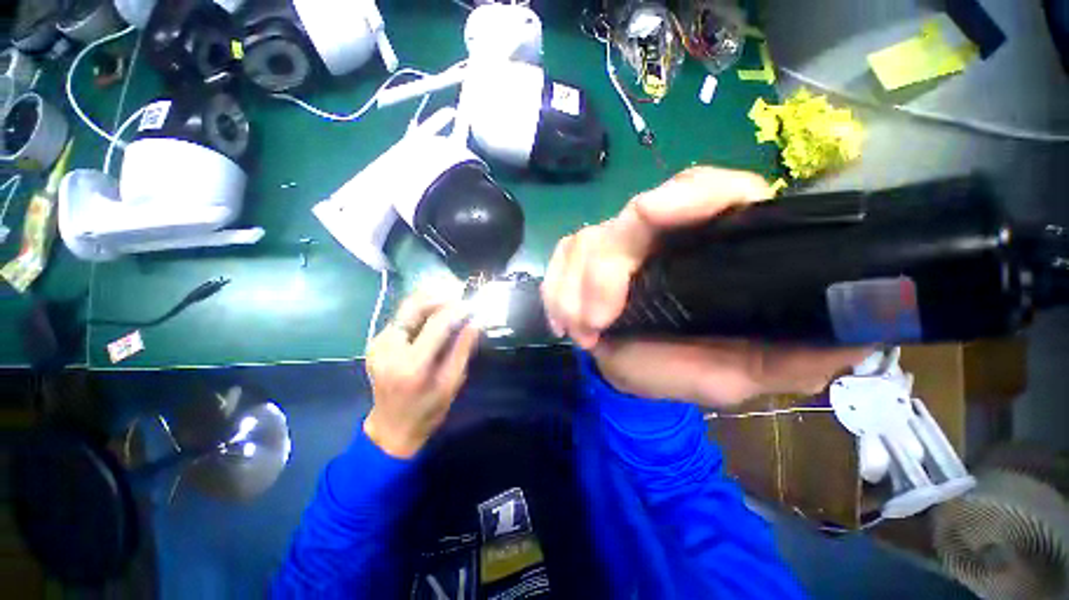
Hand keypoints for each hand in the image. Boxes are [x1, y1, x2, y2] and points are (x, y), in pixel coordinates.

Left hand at [364, 287, 479, 457]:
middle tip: (460, 295)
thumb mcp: (452, 382)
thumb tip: (476, 320)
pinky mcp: (375, 342)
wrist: (391, 427)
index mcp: (412, 364)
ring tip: (451, 302)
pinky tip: (435, 315)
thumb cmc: (428, 409)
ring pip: (406, 308)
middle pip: (413, 306)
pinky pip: (402, 317)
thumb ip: (463, 348)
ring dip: (430, 301)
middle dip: (440, 296)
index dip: (457, 309)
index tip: (472, 304)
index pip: (437, 323)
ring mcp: (378, 344)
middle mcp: (389, 348)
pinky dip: (421, 311)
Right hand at [541, 166, 867, 406]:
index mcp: (712, 247)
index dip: (686, 193)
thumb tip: (859, 333)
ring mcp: (618, 245)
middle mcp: (663, 236)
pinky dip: (556, 290)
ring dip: (574, 289)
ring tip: (581, 333)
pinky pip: (561, 259)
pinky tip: (563, 322)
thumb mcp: (748, 372)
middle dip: (604, 270)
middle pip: (630, 218)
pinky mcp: (583, 260)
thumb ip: (796, 355)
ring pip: (586, 241)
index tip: (650, 212)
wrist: (634, 373)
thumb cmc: (687, 367)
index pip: (711, 190)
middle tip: (596, 321)